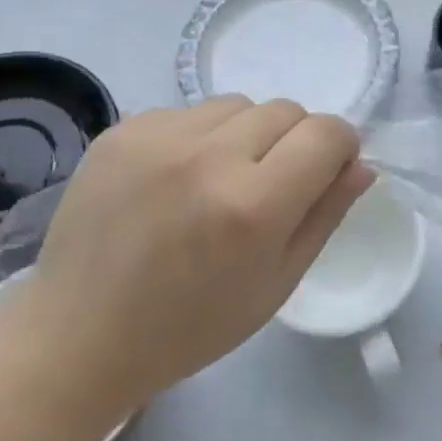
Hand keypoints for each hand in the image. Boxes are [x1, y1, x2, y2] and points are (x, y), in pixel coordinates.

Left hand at [18, 97, 373, 406]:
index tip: (327, 171)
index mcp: (253, 206)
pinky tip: (175, 180)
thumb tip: (361, 164)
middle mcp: (209, 157)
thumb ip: (325, 215)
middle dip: (294, 141)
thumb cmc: (191, 326)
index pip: (327, 133)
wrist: (80, 335)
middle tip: (269, 186)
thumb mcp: (276, 284)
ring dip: (245, 134)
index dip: (340, 147)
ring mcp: (160, 137)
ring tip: (218, 181)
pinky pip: (188, 112)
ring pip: (238, 105)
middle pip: (286, 110)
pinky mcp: (123, 130)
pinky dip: (197, 138)